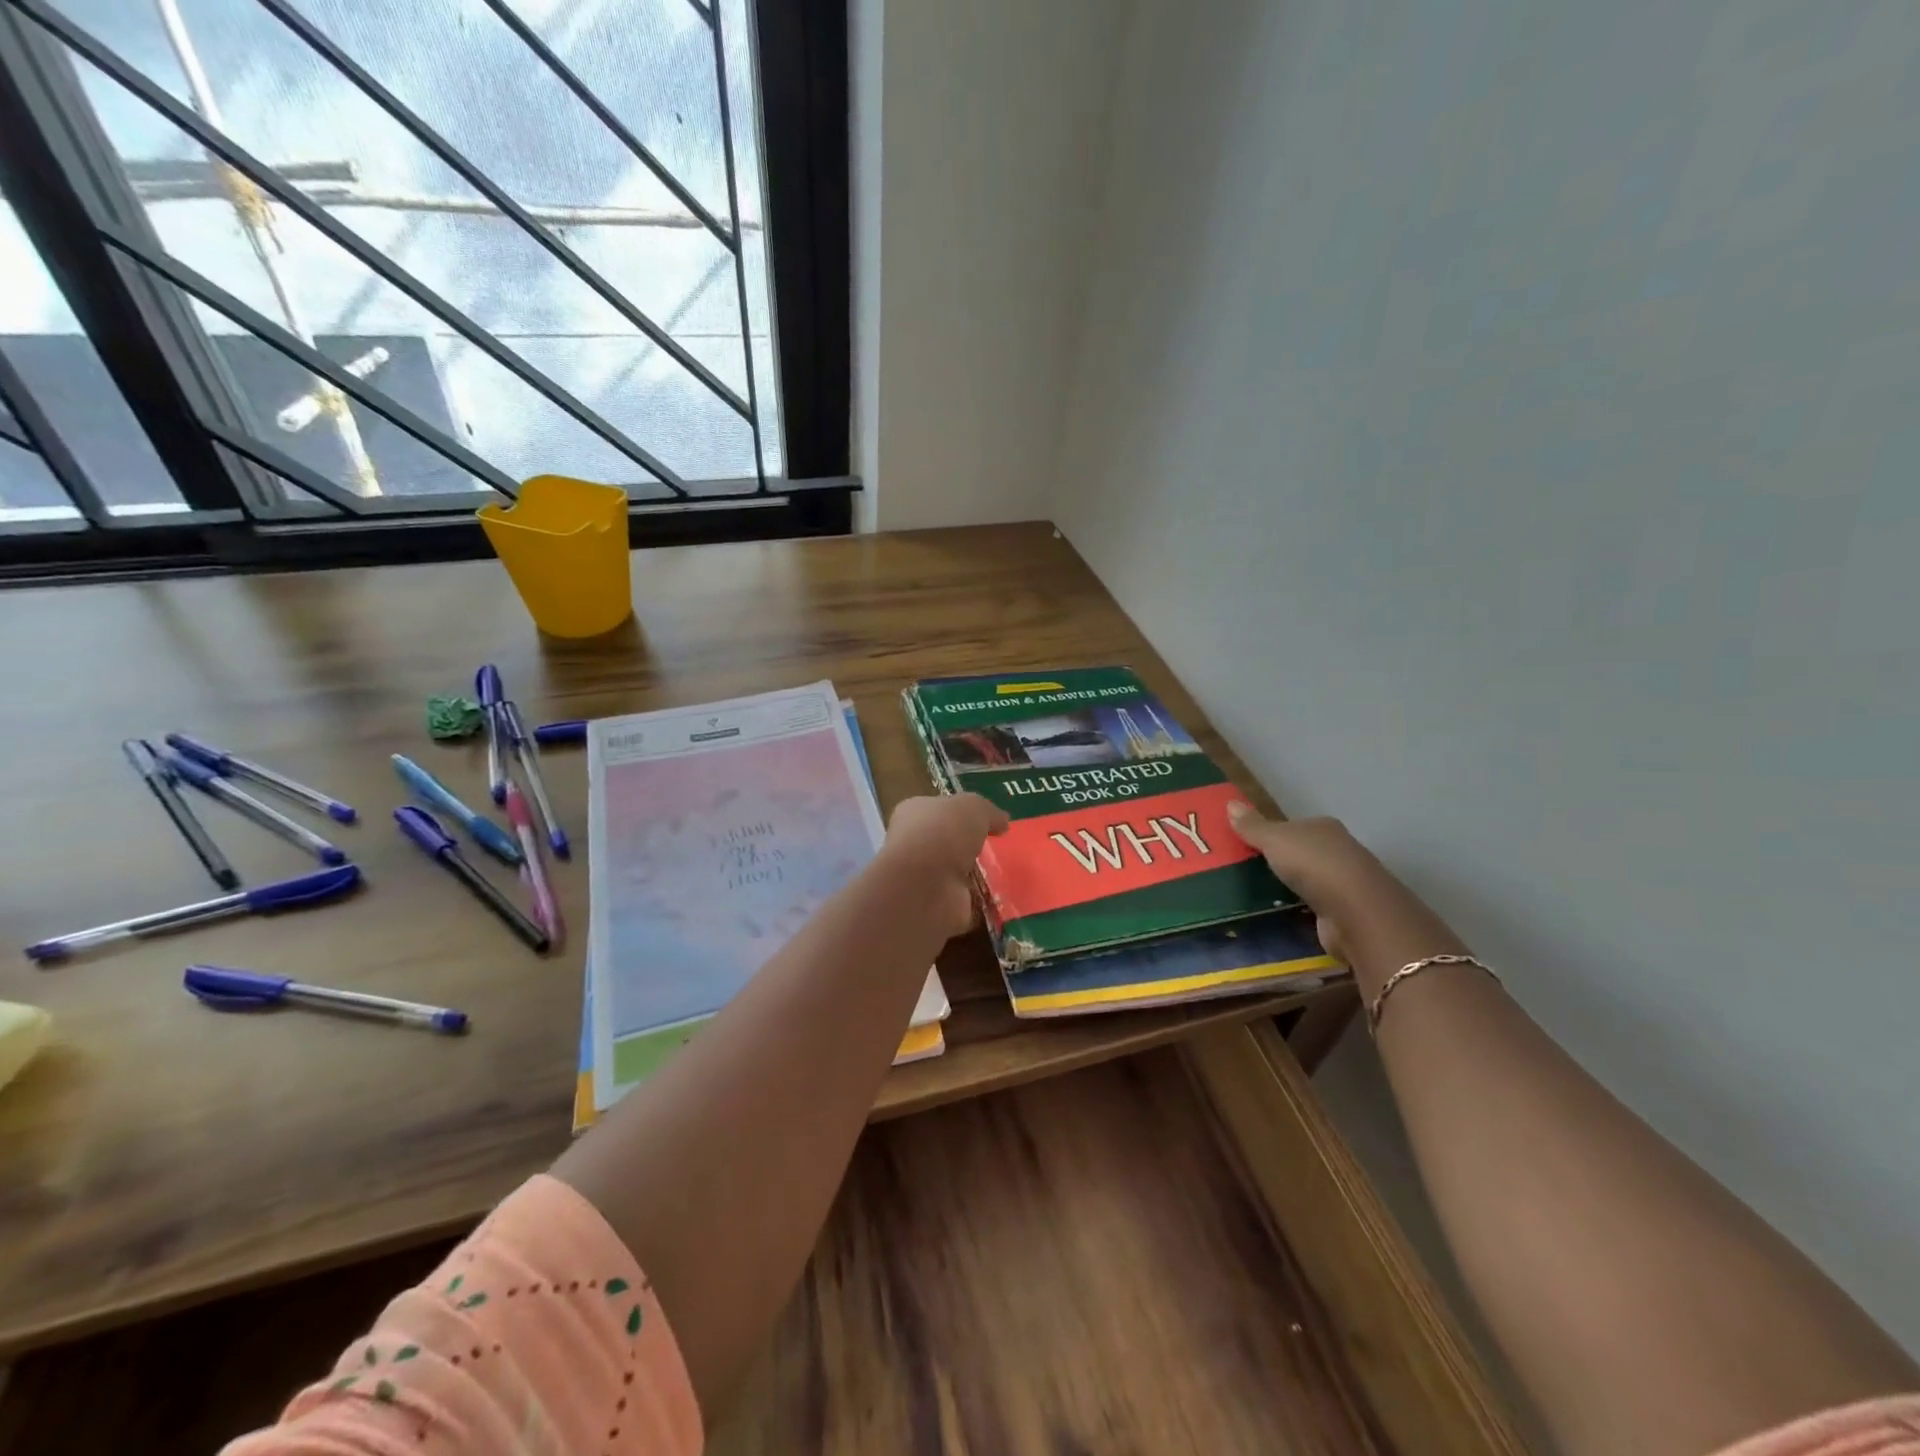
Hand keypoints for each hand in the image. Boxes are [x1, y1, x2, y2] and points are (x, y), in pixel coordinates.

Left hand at [880, 794, 1008, 940]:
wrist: (925, 885)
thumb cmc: (943, 833)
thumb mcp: (974, 807)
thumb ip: (989, 812)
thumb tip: (1002, 823)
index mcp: (914, 814)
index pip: (938, 810)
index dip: (962, 813)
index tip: (989, 821)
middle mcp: (914, 846)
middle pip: (948, 843)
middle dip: (971, 848)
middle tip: (1002, 850)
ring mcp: (925, 880)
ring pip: (958, 875)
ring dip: (980, 877)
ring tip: (1009, 874)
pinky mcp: (939, 907)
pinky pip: (968, 903)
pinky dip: (984, 903)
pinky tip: (1004, 899)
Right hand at [1225, 802, 1462, 973]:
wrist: (1356, 913)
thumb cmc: (1313, 864)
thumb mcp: (1274, 839)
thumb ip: (1253, 826)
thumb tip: (1230, 803)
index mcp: (1323, 827)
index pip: (1294, 826)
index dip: (1271, 832)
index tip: (1245, 844)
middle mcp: (1338, 850)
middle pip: (1302, 851)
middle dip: (1279, 859)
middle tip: (1244, 868)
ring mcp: (1344, 882)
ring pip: (1308, 879)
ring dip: (1289, 885)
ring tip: (1255, 892)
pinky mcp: (1344, 912)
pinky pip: (1313, 905)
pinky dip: (1299, 908)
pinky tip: (1280, 912)